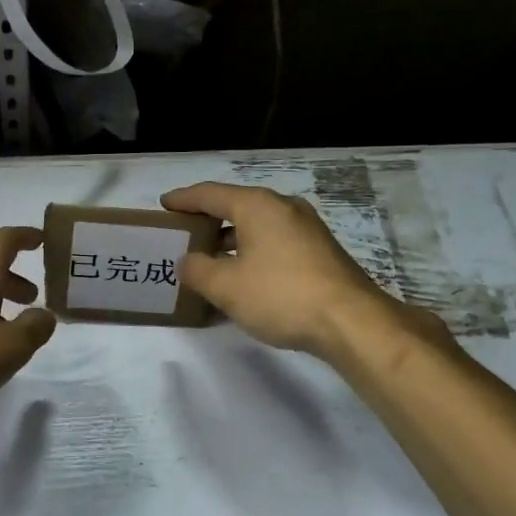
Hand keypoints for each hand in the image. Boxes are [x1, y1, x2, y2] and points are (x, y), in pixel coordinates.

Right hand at [161, 182, 449, 361]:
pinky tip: (244, 275)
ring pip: (257, 225)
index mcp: (257, 205)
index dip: (183, 199)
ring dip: (230, 239)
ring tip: (209, 258)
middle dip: (207, 220)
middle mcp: (283, 207)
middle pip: (235, 206)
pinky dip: (252, 251)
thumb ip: (198, 270)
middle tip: (183, 234)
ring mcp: (306, 227)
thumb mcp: (226, 286)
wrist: (351, 321)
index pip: (210, 194)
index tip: (164, 205)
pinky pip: (274, 241)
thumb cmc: (281, 295)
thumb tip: (188, 261)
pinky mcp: (319, 250)